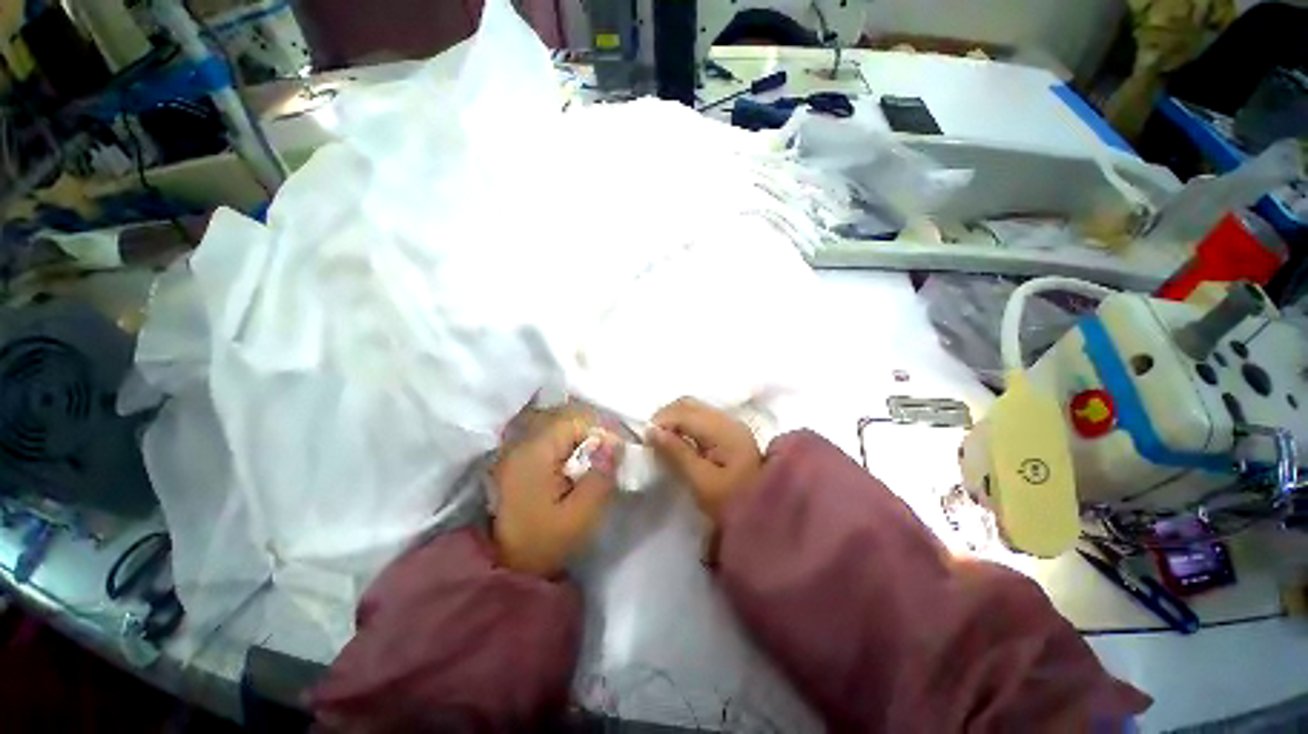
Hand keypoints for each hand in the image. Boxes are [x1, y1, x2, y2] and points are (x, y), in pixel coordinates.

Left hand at [492, 409, 620, 576]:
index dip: (600, 430)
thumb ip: (600, 477)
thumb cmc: (543, 541)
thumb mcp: (580, 515)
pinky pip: (548, 436)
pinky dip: (566, 441)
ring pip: (556, 424)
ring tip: (594, 456)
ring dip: (579, 434)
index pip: (574, 420)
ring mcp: (516, 448)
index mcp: (534, 452)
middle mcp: (521, 442)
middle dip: (591, 430)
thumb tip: (615, 444)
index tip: (616, 451)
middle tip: (608, 453)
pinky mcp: (517, 457)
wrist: (504, 564)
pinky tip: (575, 460)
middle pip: (564, 417)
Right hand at [647, 397, 762, 522]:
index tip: (644, 440)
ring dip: (674, 419)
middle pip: (688, 405)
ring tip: (661, 440)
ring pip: (693, 409)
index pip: (683, 412)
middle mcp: (727, 419)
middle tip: (650, 439)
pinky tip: (677, 440)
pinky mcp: (729, 433)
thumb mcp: (702, 482)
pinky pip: (700, 418)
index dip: (660, 421)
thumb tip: (652, 430)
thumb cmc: (733, 502)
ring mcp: (730, 424)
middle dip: (665, 416)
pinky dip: (684, 424)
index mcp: (722, 430)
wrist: (767, 515)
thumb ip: (677, 453)